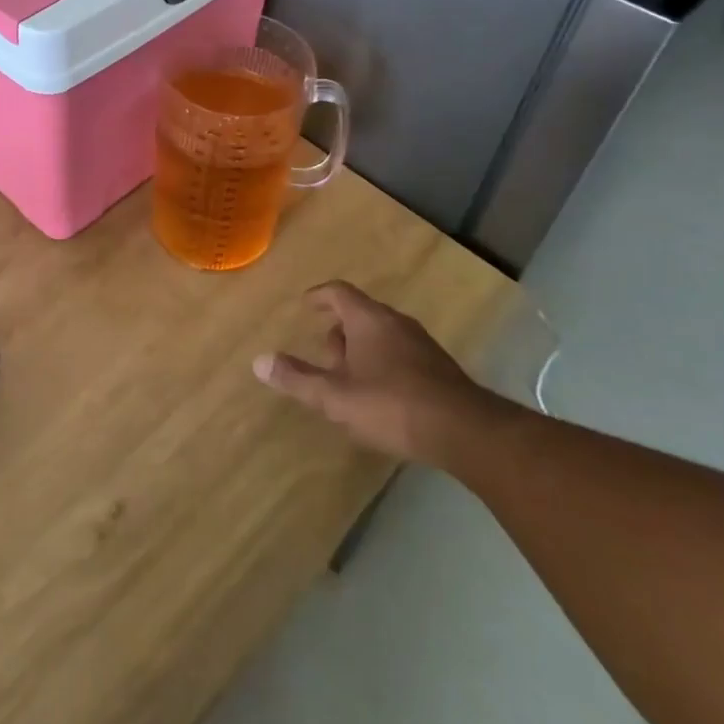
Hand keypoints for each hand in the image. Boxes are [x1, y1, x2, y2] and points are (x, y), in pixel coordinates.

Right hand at [253, 281, 509, 469]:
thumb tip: (259, 361)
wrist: (464, 431)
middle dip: (338, 332)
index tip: (305, 305)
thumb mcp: (335, 397)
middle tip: (325, 358)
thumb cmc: (391, 405)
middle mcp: (395, 322)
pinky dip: (383, 364)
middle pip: (360, 314)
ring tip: (349, 381)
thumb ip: (297, 378)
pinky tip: (381, 397)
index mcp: (368, 319)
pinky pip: (400, 353)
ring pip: (381, 335)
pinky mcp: (439, 368)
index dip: (319, 296)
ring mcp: (421, 344)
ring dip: (361, 350)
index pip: (338, 292)